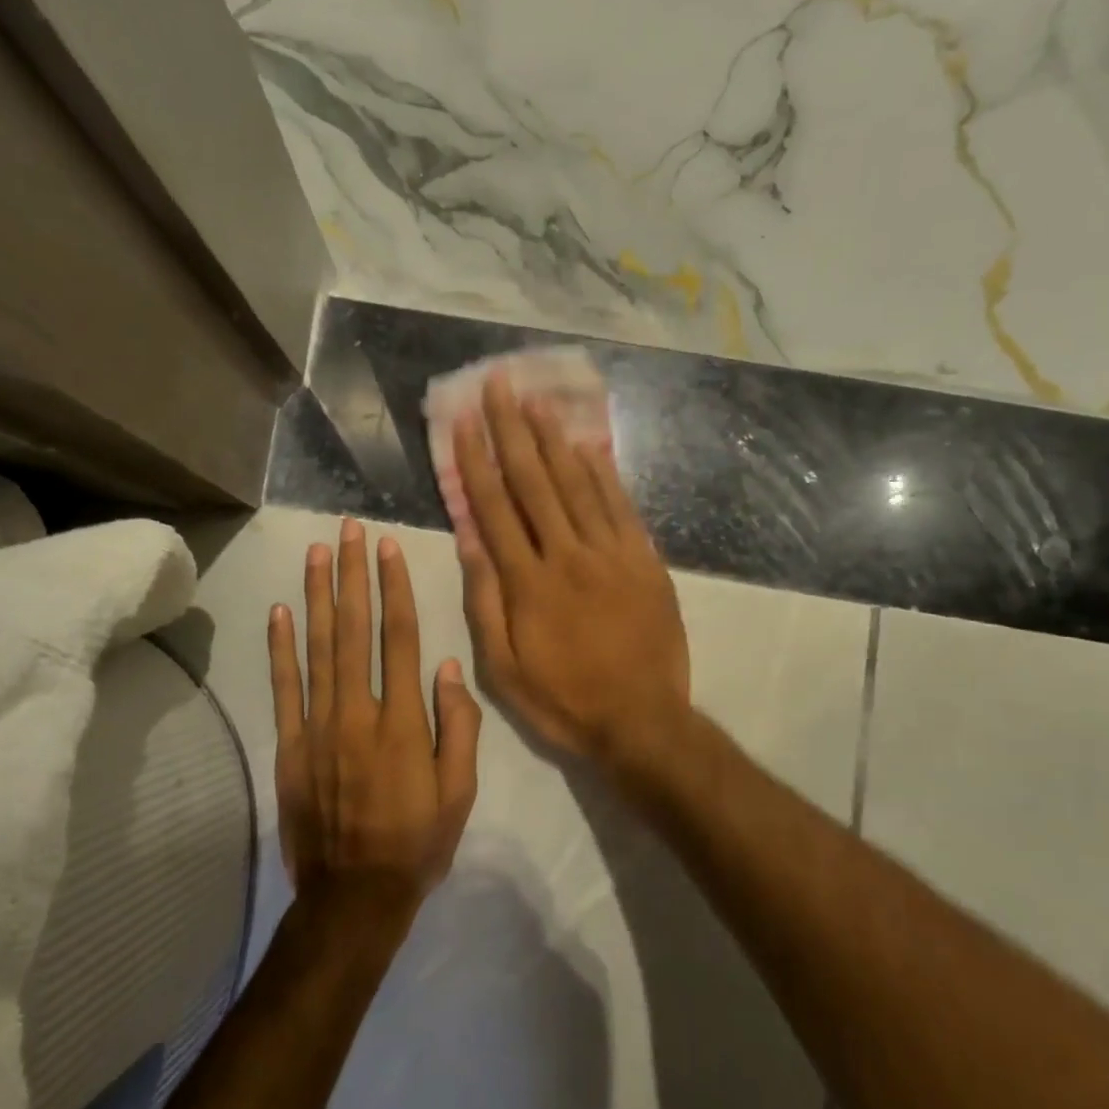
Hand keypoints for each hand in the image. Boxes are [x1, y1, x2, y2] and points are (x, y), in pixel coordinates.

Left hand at [268, 519, 481, 929]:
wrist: (353, 897)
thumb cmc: (417, 842)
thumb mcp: (460, 792)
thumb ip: (458, 727)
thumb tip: (450, 667)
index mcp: (403, 721)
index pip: (400, 638)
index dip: (394, 589)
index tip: (389, 550)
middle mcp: (357, 712)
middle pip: (354, 630)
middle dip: (353, 575)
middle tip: (349, 531)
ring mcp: (317, 727)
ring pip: (317, 648)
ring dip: (317, 596)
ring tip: (316, 553)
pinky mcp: (288, 746)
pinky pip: (283, 688)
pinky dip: (280, 648)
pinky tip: (281, 611)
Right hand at [453, 372, 691, 773]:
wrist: (643, 722)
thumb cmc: (564, 700)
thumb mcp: (504, 668)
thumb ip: (485, 601)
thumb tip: (469, 539)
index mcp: (528, 583)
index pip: (495, 508)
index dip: (477, 461)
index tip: (464, 422)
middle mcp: (568, 555)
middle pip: (535, 482)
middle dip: (512, 431)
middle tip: (499, 386)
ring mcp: (611, 554)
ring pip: (578, 484)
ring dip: (555, 439)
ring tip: (537, 400)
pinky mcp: (644, 560)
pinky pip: (621, 506)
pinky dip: (603, 473)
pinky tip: (588, 445)